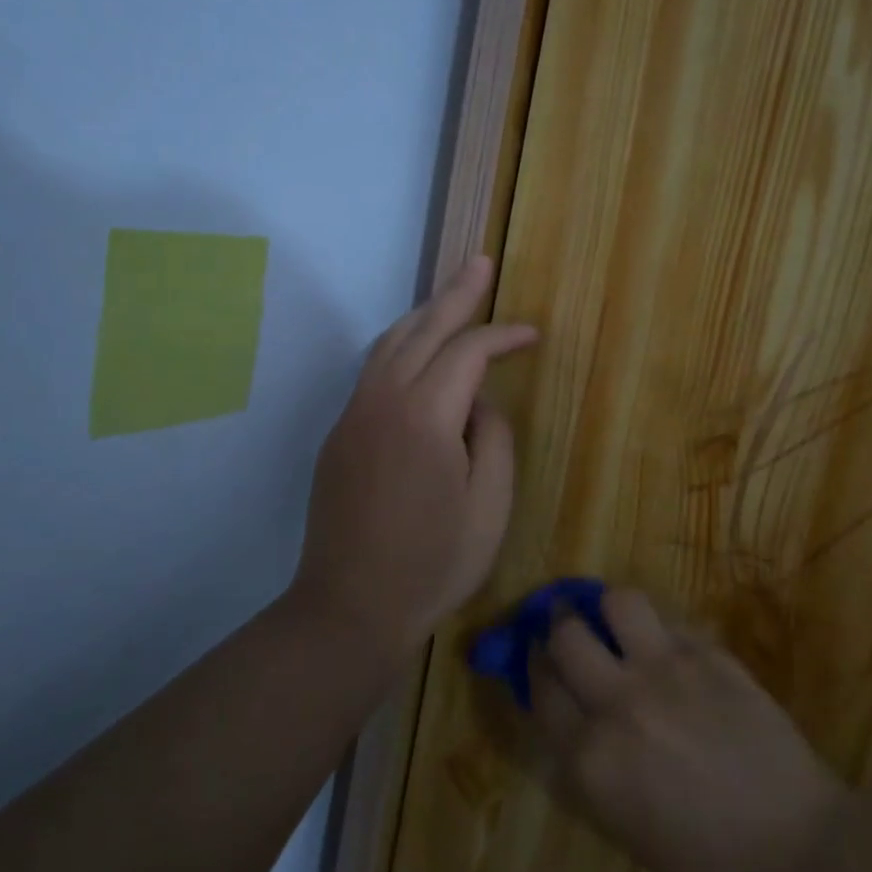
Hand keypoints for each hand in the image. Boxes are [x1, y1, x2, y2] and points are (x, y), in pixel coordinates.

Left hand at [293, 255, 537, 657]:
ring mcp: (353, 415)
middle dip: (456, 294)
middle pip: (422, 329)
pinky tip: (418, 352)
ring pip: (389, 343)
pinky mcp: (339, 434)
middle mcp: (382, 401)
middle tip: (479, 263)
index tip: (532, 334)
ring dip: (423, 315)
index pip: (467, 353)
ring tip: (450, 297)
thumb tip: (478, 403)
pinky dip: (401, 346)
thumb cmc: (432, 564)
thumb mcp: (489, 507)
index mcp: (425, 417)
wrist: (349, 608)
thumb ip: (493, 440)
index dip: (502, 335)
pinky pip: (373, 371)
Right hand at [523, 589, 848, 871]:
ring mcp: (667, 671)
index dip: (535, 667)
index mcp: (591, 760)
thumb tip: (576, 716)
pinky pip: (673, 622)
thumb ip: (593, 763)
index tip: (538, 656)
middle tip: (568, 625)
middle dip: (560, 626)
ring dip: (611, 609)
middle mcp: (618, 704)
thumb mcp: (627, 826)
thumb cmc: (712, 871)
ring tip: (619, 620)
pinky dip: (663, 630)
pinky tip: (673, 648)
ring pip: (618, 602)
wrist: (802, 858)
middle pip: (567, 635)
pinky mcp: (712, 656)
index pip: (542, 690)